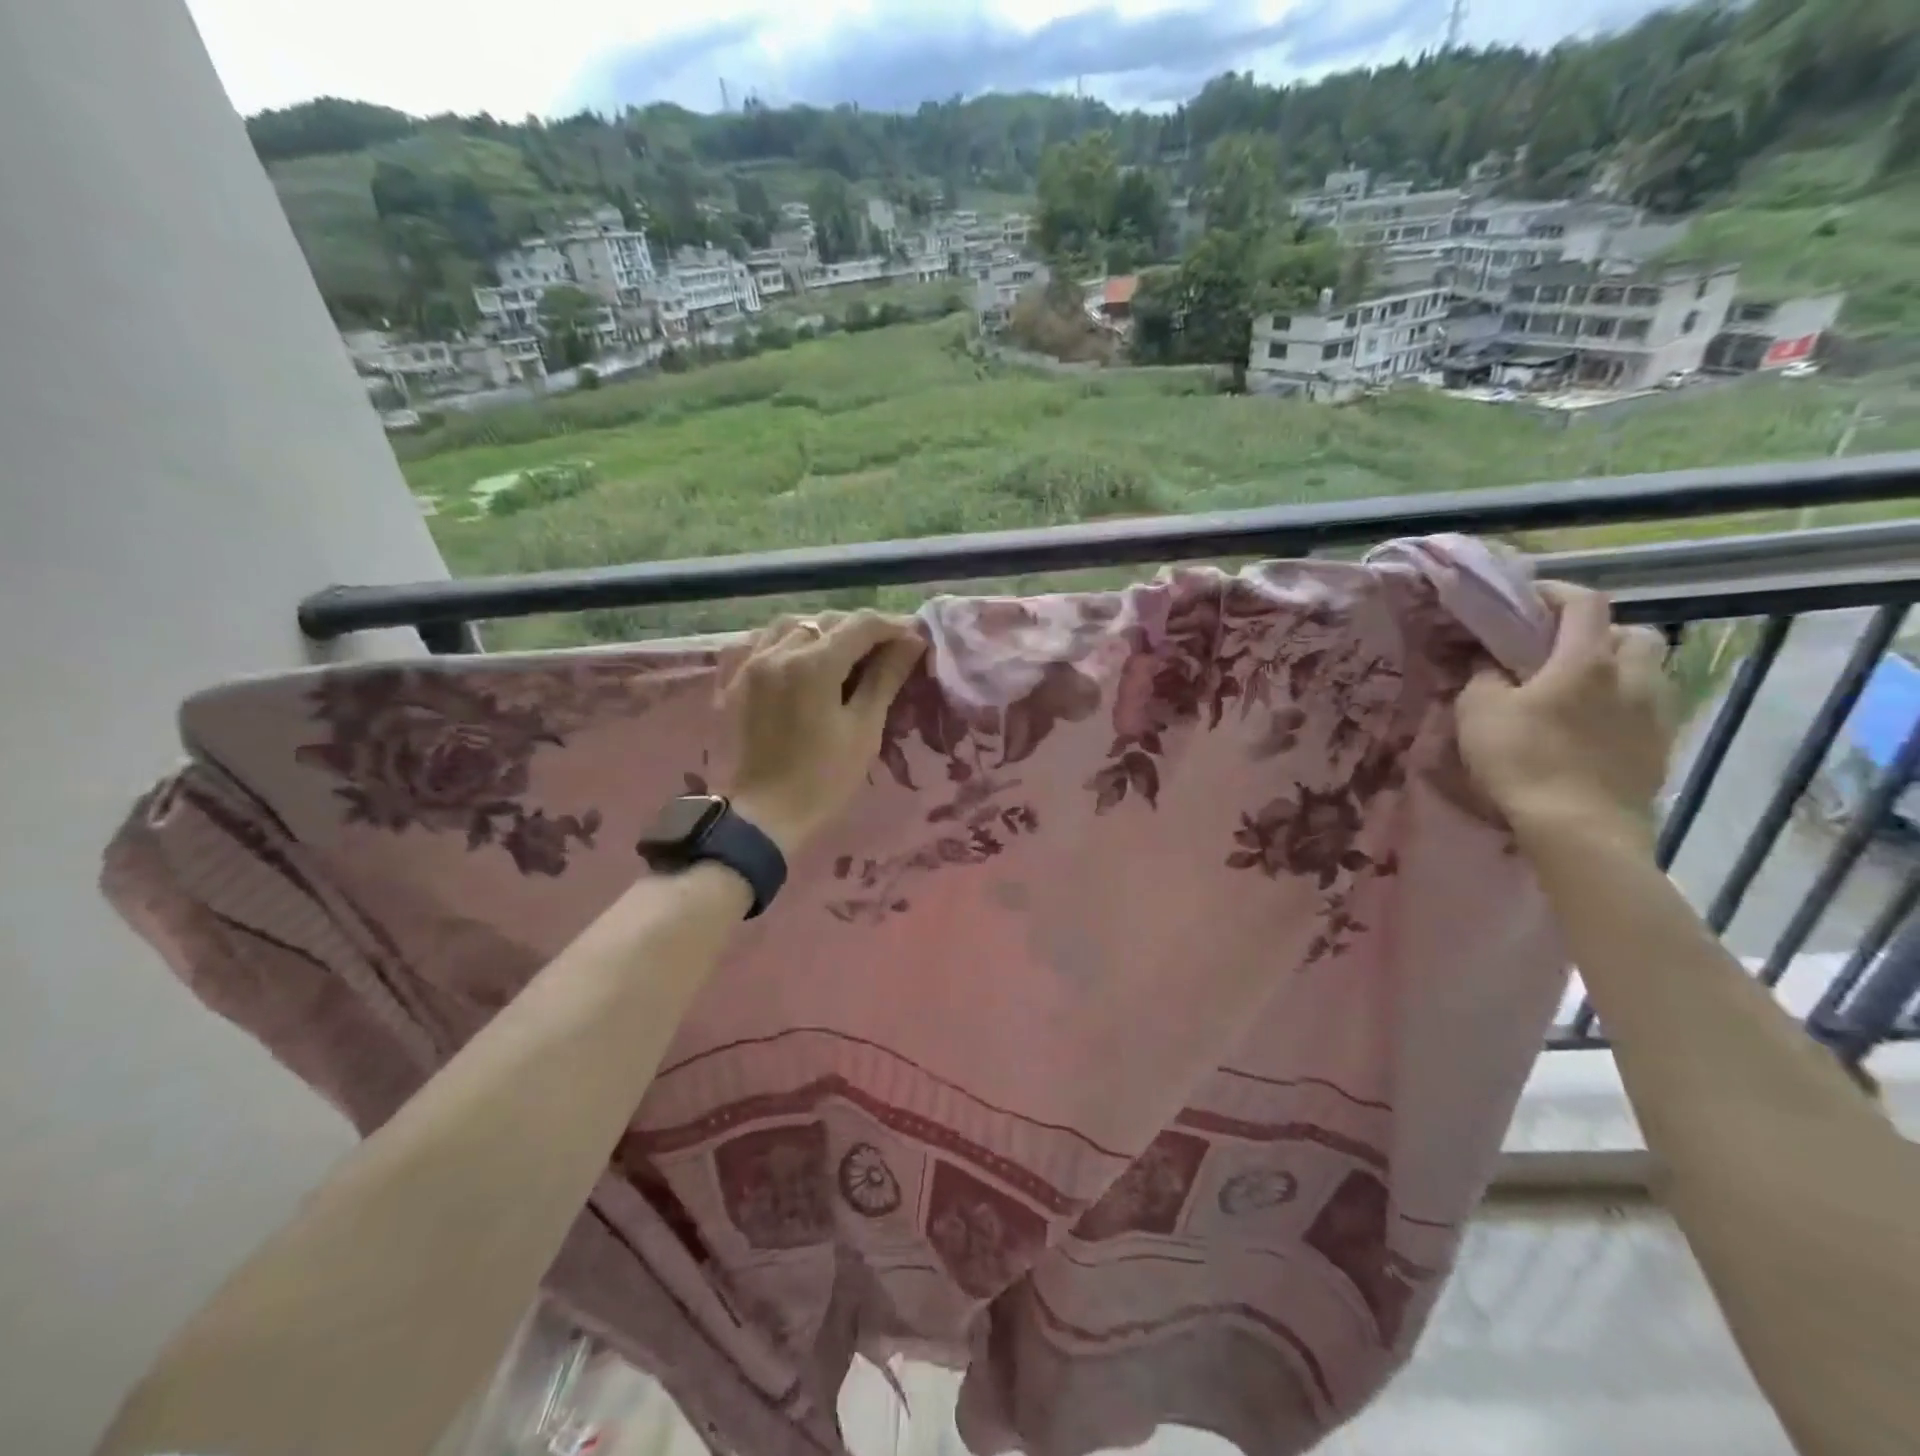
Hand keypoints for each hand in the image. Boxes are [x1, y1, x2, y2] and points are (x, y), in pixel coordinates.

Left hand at [725, 610, 925, 856]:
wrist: (763, 816)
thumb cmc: (823, 779)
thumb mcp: (864, 729)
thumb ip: (885, 678)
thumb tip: (911, 642)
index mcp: (814, 664)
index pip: (861, 625)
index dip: (892, 627)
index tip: (913, 640)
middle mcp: (778, 651)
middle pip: (827, 621)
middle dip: (860, 630)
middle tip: (884, 652)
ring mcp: (749, 664)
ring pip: (791, 625)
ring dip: (821, 631)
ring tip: (840, 654)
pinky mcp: (732, 681)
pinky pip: (758, 642)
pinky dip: (783, 640)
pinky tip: (795, 658)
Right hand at [1457, 582, 1676, 838]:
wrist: (1578, 827)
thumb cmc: (1522, 760)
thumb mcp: (1478, 711)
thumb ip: (1484, 677)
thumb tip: (1490, 663)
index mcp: (1587, 659)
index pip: (1584, 602)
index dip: (1556, 593)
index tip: (1527, 600)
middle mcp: (1633, 676)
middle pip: (1633, 632)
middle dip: (1600, 632)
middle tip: (1561, 650)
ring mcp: (1656, 713)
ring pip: (1648, 671)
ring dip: (1617, 669)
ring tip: (1579, 691)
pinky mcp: (1662, 747)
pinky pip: (1648, 709)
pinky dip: (1623, 705)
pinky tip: (1592, 727)